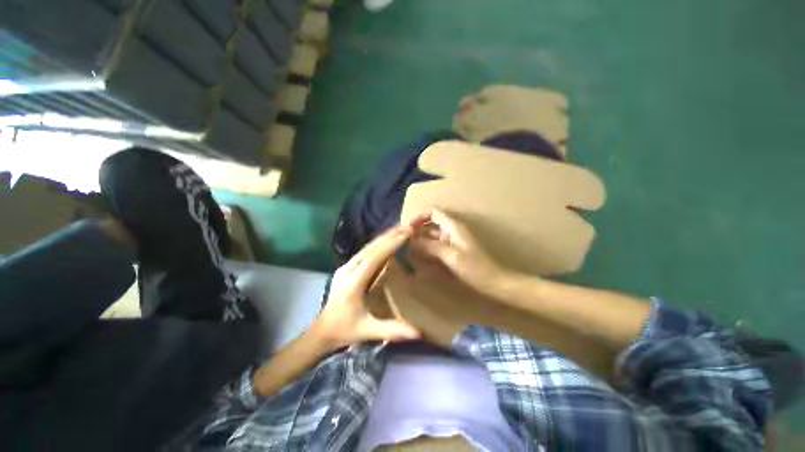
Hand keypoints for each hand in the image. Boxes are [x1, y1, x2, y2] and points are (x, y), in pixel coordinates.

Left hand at [314, 225, 421, 349]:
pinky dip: (380, 242)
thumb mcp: (368, 331)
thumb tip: (419, 333)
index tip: (407, 232)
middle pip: (372, 247)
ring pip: (369, 246)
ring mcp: (347, 265)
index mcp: (353, 282)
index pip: (374, 257)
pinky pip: (367, 250)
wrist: (322, 330)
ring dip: (386, 235)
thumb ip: (392, 330)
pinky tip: (389, 238)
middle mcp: (349, 268)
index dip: (391, 244)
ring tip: (403, 226)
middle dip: (392, 234)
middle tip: (410, 224)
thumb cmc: (344, 330)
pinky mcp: (349, 266)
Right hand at [410, 209, 510, 297]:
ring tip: (407, 248)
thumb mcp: (451, 256)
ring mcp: (451, 241)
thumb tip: (411, 242)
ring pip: (431, 235)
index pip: (433, 212)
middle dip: (417, 229)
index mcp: (453, 226)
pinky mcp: (451, 252)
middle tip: (403, 240)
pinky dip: (426, 248)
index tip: (407, 227)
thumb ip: (430, 247)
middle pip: (430, 223)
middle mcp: (451, 230)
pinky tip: (418, 256)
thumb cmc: (474, 268)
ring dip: (420, 239)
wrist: (492, 283)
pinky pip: (435, 245)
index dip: (419, 216)